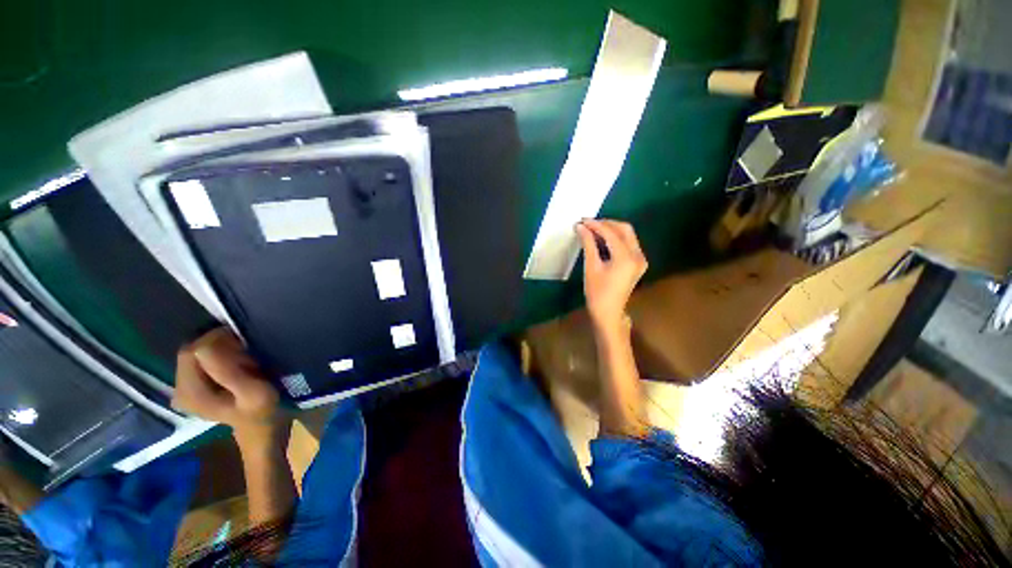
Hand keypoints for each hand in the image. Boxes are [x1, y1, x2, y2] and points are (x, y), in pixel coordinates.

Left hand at [173, 328, 287, 449]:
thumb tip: (203, 347)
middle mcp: (178, 390)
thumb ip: (228, 372)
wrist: (262, 425)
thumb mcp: (254, 392)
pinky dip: (219, 355)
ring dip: (221, 350)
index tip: (245, 351)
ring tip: (243, 361)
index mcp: (190, 393)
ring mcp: (183, 388)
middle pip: (191, 351)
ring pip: (196, 353)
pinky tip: (235, 366)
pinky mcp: (191, 385)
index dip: (219, 344)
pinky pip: (200, 359)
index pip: (192, 351)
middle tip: (246, 356)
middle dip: (219, 346)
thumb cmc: (262, 408)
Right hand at [576, 219, 647, 332]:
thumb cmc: (597, 292)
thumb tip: (580, 227)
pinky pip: (628, 244)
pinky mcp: (638, 263)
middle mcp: (638, 255)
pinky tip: (602, 240)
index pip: (611, 233)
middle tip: (588, 224)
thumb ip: (588, 244)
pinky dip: (615, 239)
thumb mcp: (591, 266)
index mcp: (626, 257)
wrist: (608, 312)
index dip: (595, 225)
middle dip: (606, 224)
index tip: (582, 220)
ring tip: (592, 230)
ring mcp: (640, 259)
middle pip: (624, 229)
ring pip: (627, 235)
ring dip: (611, 230)